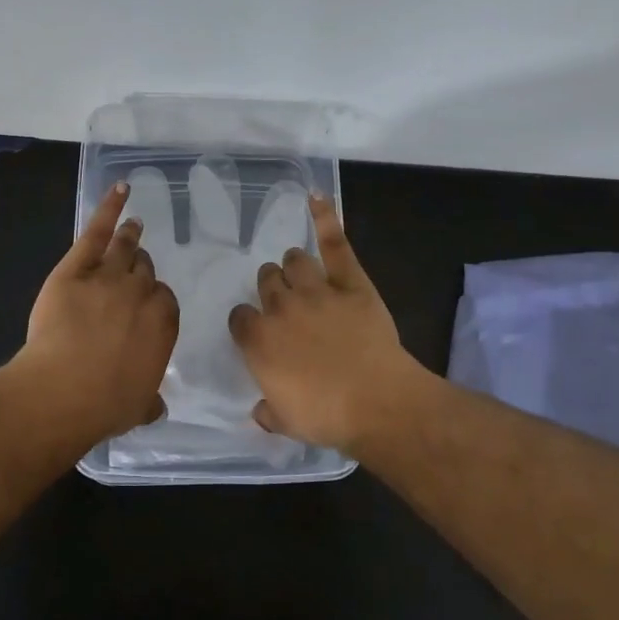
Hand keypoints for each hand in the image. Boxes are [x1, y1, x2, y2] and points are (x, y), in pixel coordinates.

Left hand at [19, 181, 178, 438]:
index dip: (153, 299)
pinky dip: (109, 208)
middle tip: (135, 267)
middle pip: (144, 271)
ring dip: (130, 235)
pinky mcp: (76, 268)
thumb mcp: (137, 406)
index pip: (164, 299)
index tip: (146, 302)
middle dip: (140, 268)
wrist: (63, 390)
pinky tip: (119, 191)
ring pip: (125, 249)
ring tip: (133, 225)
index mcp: (162, 324)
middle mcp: (141, 294)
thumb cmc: (104, 404)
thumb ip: (149, 399)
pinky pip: (96, 232)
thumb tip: (156, 405)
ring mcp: (108, 276)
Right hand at [228, 194, 423, 451]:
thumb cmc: (327, 417)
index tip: (258, 332)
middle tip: (286, 304)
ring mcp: (316, 290)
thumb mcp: (286, 422)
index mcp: (259, 341)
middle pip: (266, 282)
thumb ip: (268, 410)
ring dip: (294, 267)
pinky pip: (335, 243)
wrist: (378, 403)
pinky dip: (325, 218)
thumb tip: (260, 409)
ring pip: (294, 261)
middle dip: (271, 289)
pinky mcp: (350, 282)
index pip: (240, 318)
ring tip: (301, 273)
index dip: (248, 323)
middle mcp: (281, 308)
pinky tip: (316, 197)